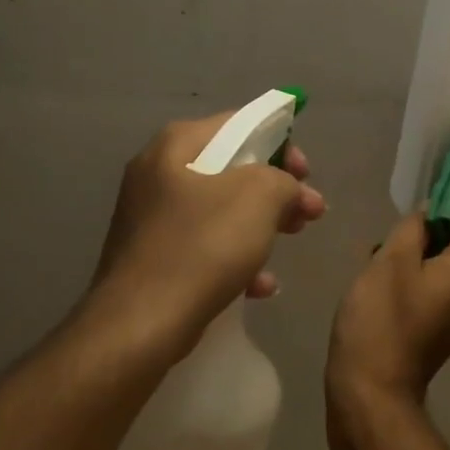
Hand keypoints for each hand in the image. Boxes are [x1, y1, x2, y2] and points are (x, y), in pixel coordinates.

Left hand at [80, 112, 325, 353]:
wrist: (139, 325)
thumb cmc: (202, 248)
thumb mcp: (259, 198)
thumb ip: (282, 178)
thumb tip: (284, 188)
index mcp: (177, 145)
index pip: (239, 124)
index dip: (282, 144)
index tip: (306, 174)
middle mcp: (159, 172)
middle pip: (233, 168)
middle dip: (277, 190)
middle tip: (310, 211)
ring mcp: (152, 216)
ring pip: (222, 209)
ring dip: (262, 223)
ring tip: (292, 242)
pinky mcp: (153, 256)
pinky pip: (205, 244)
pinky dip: (236, 256)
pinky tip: (261, 285)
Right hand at [327, 170, 449, 405]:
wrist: (370, 393)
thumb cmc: (381, 320)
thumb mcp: (392, 261)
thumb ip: (414, 227)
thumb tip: (430, 210)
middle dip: (431, 218)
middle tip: (404, 202)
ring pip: (441, 259)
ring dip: (416, 245)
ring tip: (384, 242)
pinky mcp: (441, 324)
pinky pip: (433, 280)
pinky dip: (414, 267)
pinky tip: (382, 267)